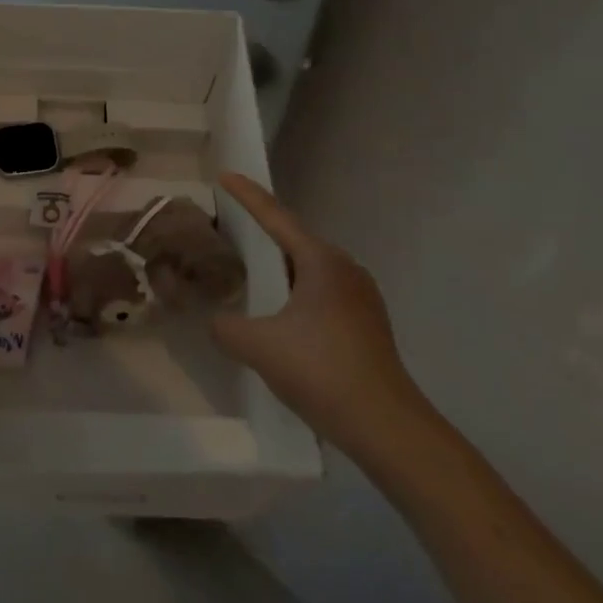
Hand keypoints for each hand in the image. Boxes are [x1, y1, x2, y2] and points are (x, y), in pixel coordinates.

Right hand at [210, 172, 427, 455]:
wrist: (387, 427)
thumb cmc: (322, 372)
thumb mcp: (259, 346)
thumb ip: (225, 326)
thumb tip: (215, 320)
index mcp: (321, 262)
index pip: (276, 217)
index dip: (247, 196)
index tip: (225, 175)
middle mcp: (345, 269)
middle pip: (294, 240)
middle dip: (261, 232)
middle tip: (228, 229)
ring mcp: (361, 297)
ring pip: (308, 268)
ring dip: (278, 266)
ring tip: (247, 270)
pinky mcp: (365, 323)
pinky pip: (320, 291)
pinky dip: (293, 290)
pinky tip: (278, 312)